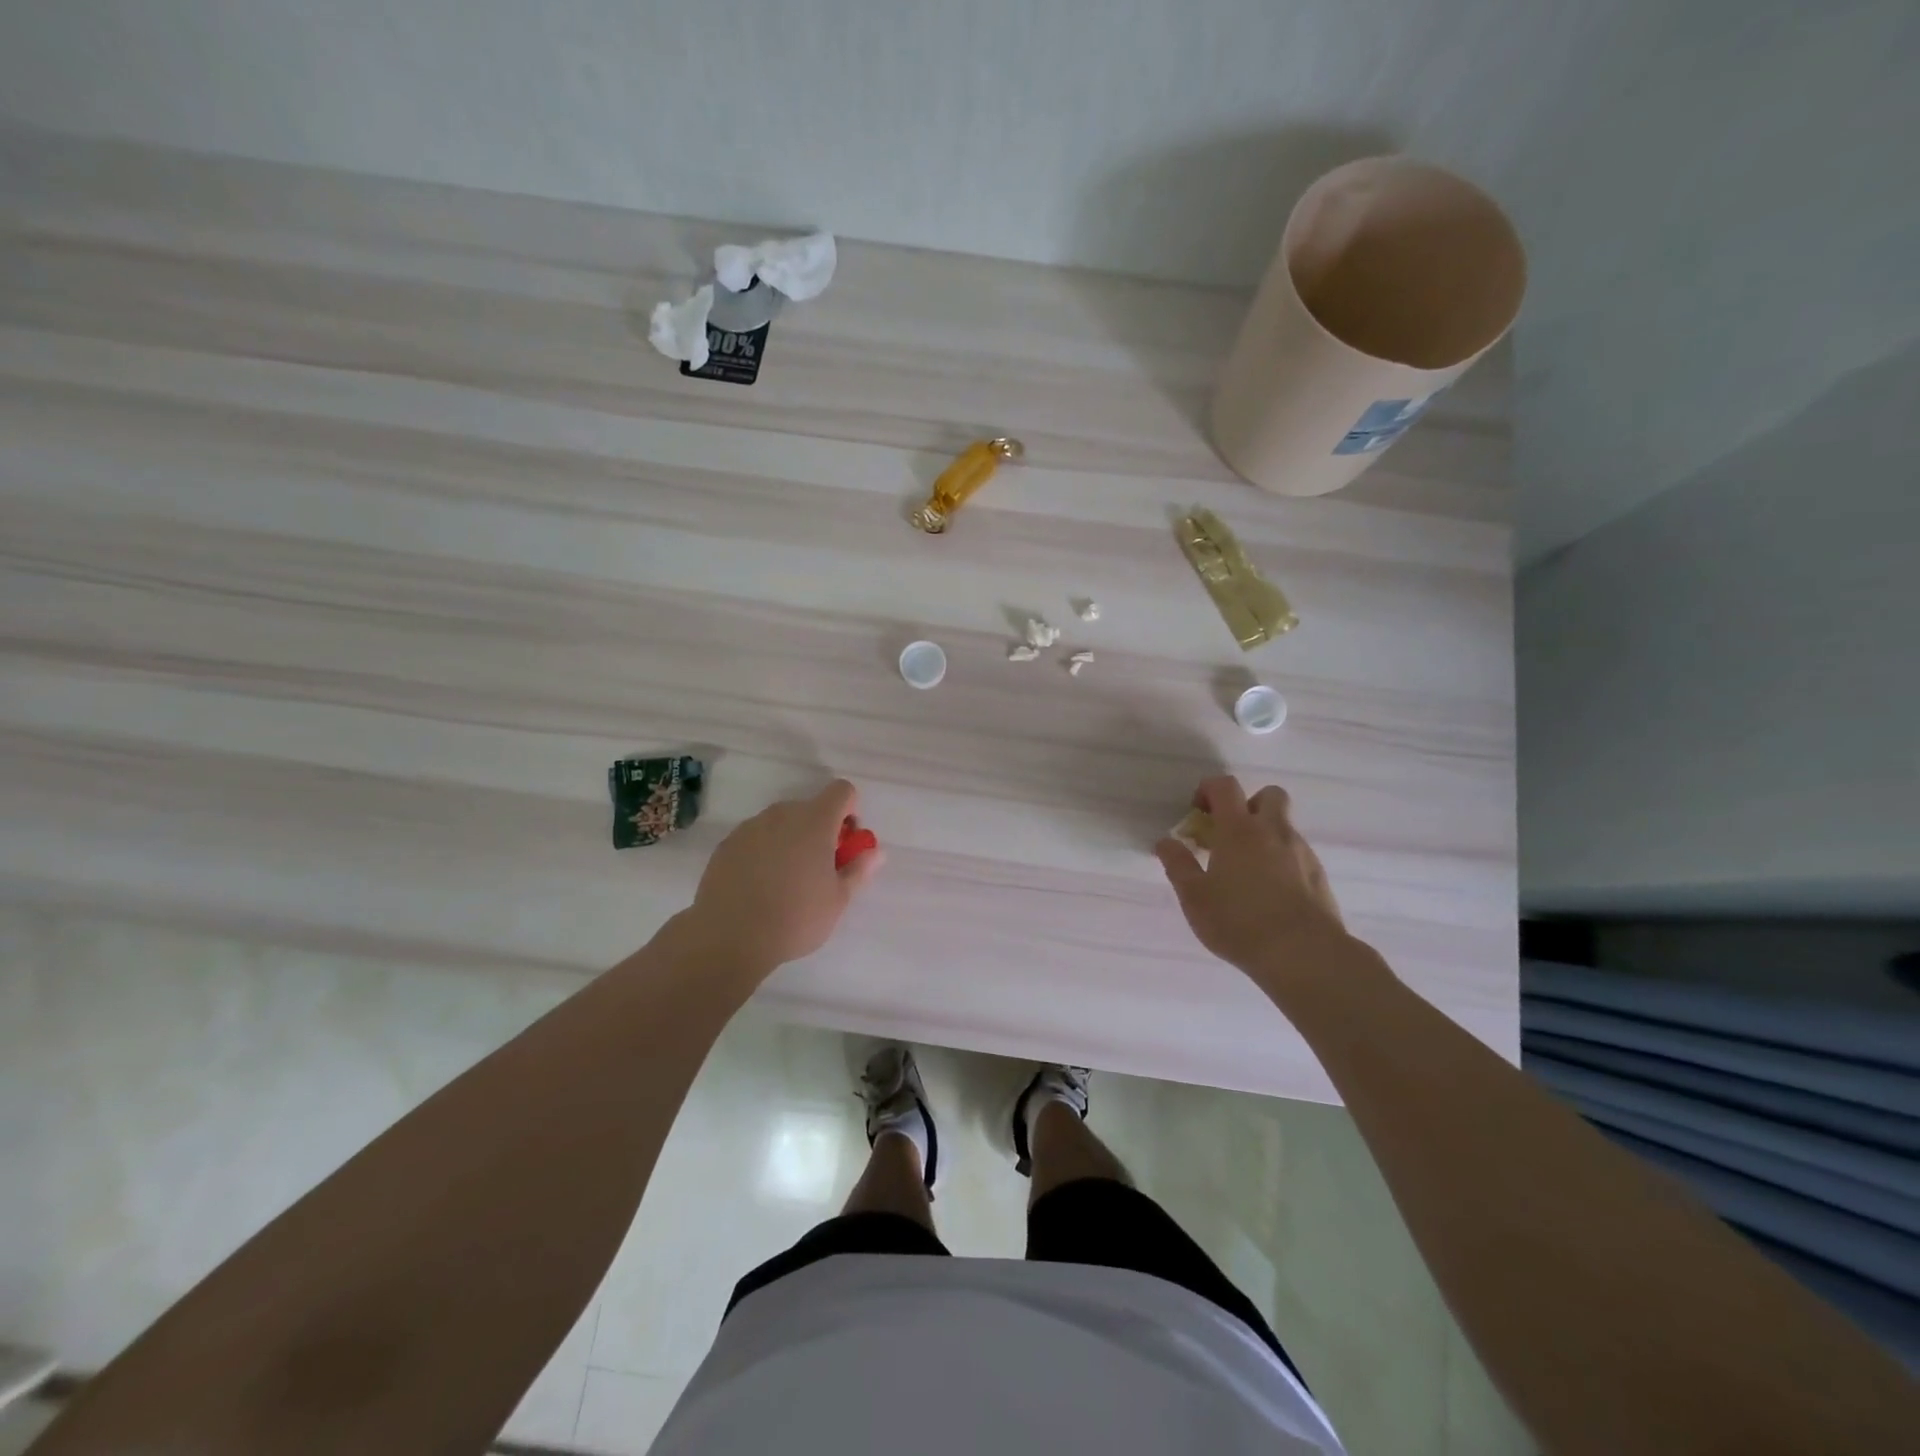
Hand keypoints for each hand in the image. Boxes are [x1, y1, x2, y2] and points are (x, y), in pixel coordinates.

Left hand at [686, 779, 882, 975]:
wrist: (729, 936)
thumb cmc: (795, 918)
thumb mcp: (838, 900)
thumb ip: (858, 870)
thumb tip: (875, 852)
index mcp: (815, 821)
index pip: (842, 791)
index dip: (850, 811)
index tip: (845, 844)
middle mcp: (782, 814)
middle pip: (810, 808)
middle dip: (819, 831)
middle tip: (818, 870)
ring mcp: (750, 827)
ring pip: (780, 823)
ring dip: (790, 840)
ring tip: (785, 882)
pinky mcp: (727, 844)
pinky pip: (755, 838)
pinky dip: (763, 852)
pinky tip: (759, 887)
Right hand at [1155, 776, 1348, 987]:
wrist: (1304, 953)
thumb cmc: (1239, 921)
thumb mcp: (1194, 897)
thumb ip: (1178, 865)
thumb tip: (1166, 842)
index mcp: (1239, 830)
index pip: (1225, 786)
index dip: (1208, 789)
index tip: (1197, 811)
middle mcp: (1274, 831)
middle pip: (1268, 795)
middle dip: (1248, 805)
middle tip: (1230, 834)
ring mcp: (1301, 852)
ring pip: (1284, 827)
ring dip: (1265, 836)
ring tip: (1247, 872)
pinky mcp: (1319, 875)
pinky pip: (1297, 854)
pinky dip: (1281, 861)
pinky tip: (1270, 893)